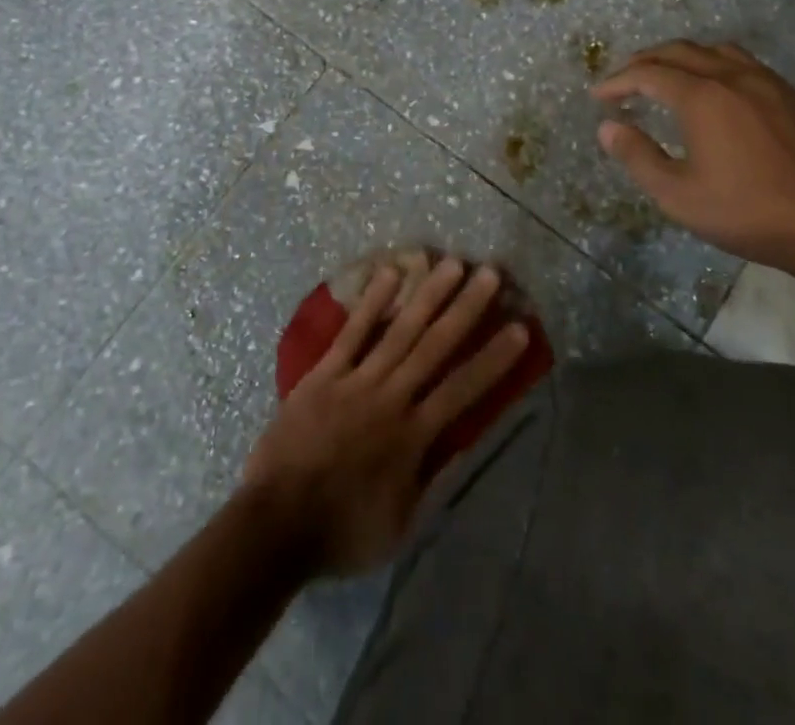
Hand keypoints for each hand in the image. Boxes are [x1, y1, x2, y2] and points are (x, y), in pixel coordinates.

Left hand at [240, 257, 529, 577]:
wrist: (275, 526)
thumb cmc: (341, 532)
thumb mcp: (400, 524)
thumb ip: (432, 481)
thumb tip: (462, 444)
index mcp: (413, 436)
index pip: (463, 389)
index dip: (494, 358)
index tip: (520, 328)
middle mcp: (391, 398)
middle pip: (436, 345)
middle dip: (467, 308)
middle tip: (491, 274)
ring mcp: (356, 380)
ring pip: (400, 329)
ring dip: (429, 295)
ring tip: (452, 263)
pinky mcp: (325, 373)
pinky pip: (353, 332)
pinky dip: (372, 302)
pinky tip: (390, 272)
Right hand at [592, 41, 794, 274]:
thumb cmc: (747, 212)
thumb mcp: (679, 195)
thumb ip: (638, 156)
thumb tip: (607, 128)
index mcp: (702, 97)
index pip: (648, 74)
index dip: (618, 82)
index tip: (599, 96)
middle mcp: (732, 77)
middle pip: (679, 51)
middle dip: (645, 61)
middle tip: (624, 80)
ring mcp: (767, 82)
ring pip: (715, 50)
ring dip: (682, 57)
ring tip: (667, 75)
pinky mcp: (791, 96)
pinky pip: (744, 63)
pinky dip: (715, 64)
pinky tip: (716, 90)